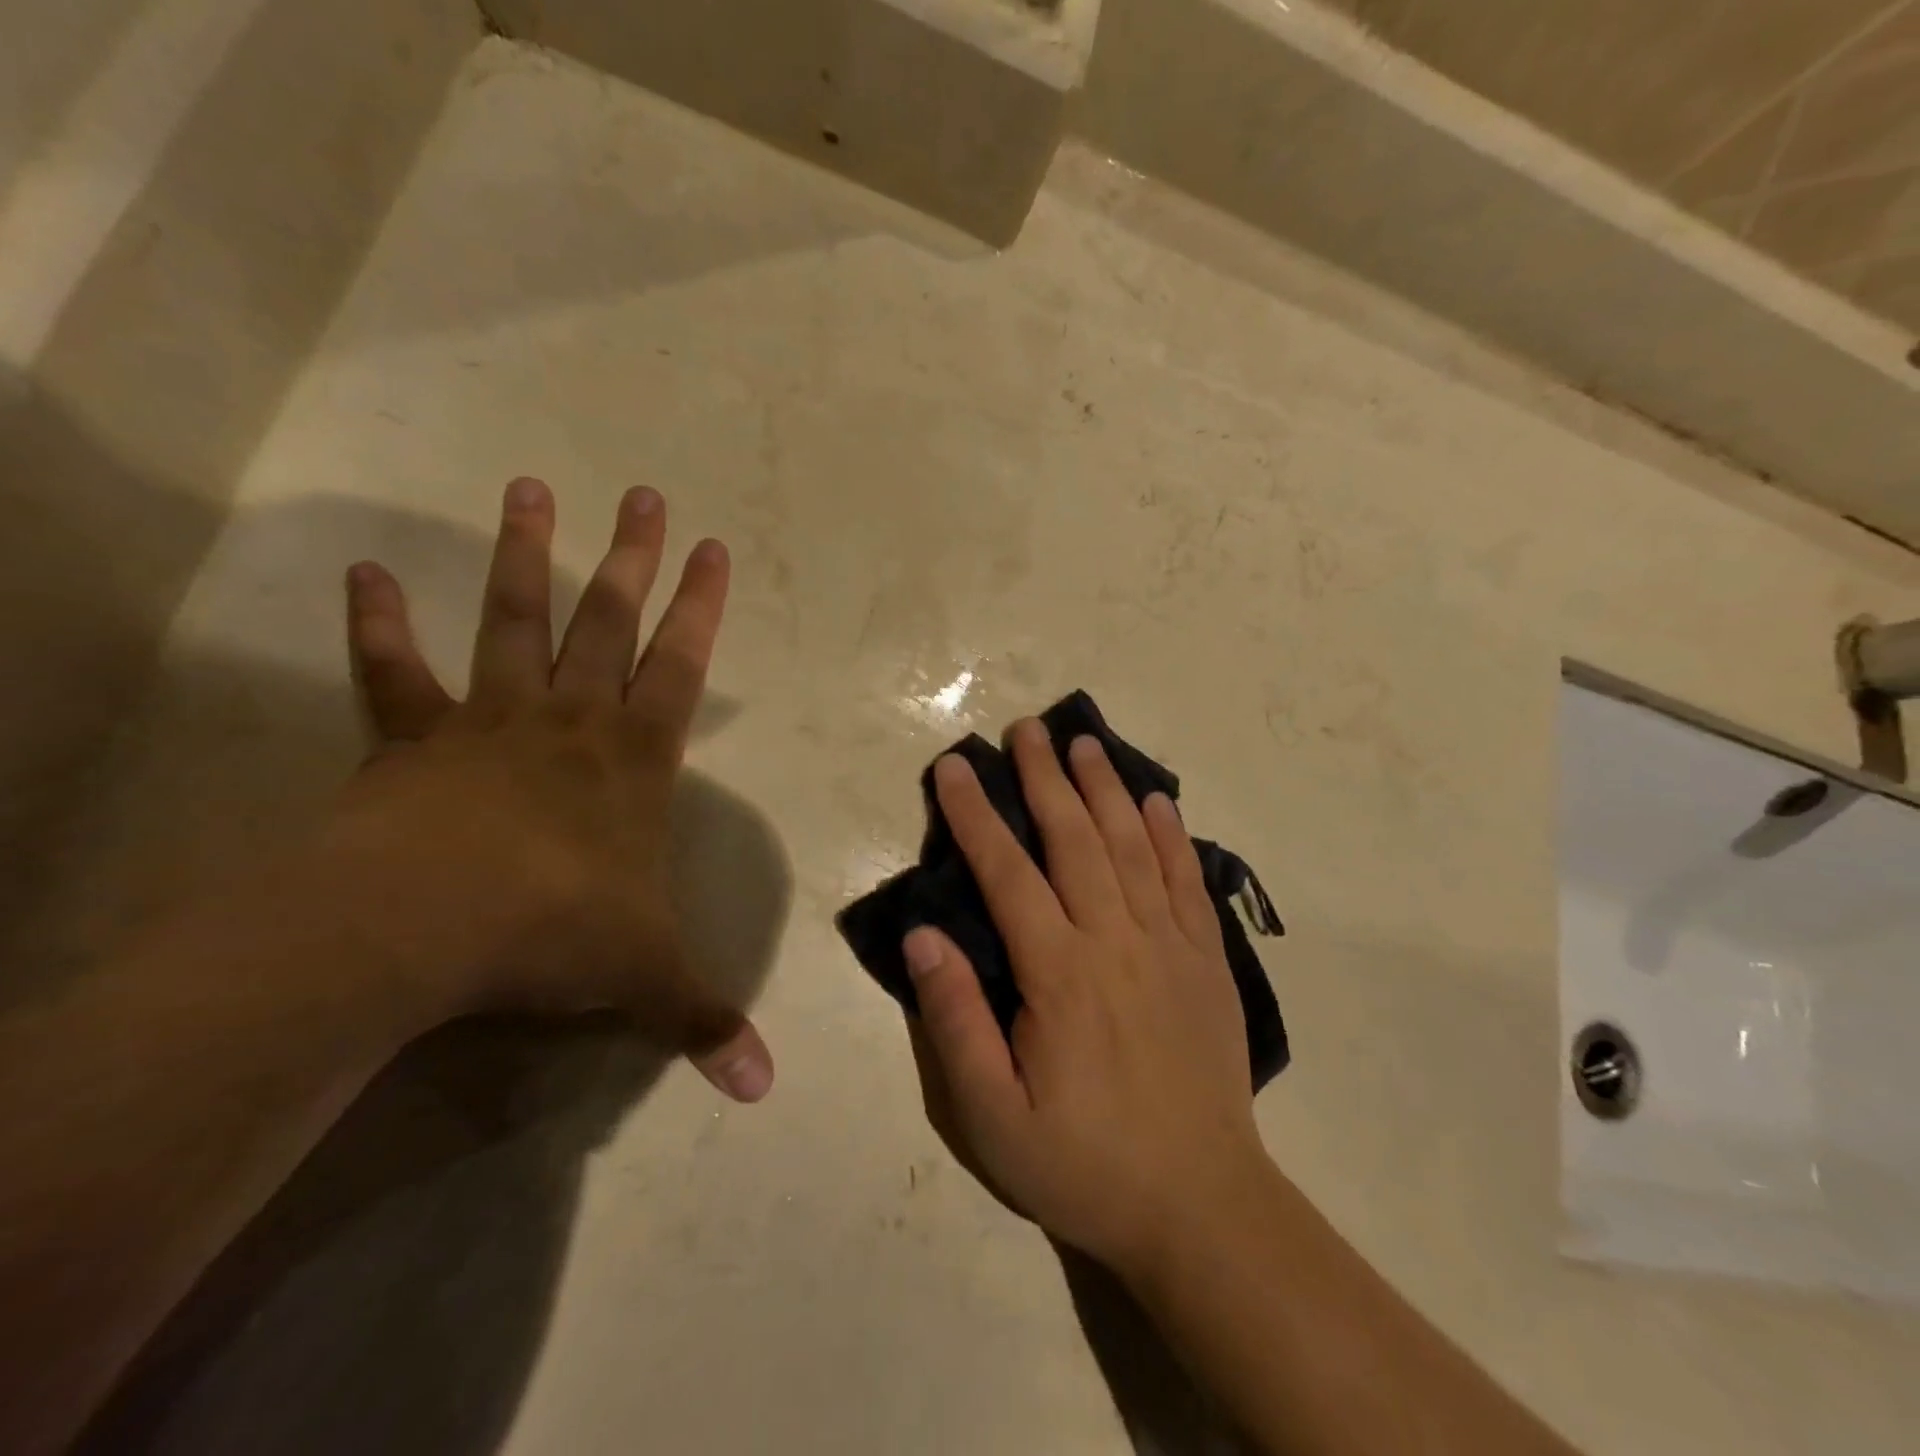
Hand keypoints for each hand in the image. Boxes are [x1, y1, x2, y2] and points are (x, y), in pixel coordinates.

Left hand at [325, 477, 772, 1101]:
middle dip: (632, 557)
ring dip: (524, 556)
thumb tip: (763, 1090)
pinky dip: (379, 627)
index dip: (702, 608)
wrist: (422, 928)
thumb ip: (703, 1021)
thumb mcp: (644, 978)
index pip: (682, 667)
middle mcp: (569, 721)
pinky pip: (395, 675)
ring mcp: (490, 720)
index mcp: (633, 759)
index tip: (714, 547)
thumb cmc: (554, 931)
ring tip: (529, 488)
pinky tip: (366, 577)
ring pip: (513, 620)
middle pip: (608, 621)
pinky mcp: (413, 740)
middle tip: (643, 494)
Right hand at [903, 720, 1268, 1279]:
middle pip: (1074, 839)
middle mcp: (1115, 941)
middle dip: (1045, 778)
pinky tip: (1158, 801)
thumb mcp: (993, 1116)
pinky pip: (1187, 881)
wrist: (1201, 1205)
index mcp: (1059, 974)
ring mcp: (1169, 945)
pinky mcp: (1207, 961)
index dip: (977, 815)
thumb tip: (923, 937)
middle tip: (1028, 729)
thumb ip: (956, 1021)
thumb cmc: (1085, 1163)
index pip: (1008, 873)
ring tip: (1085, 743)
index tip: (956, 767)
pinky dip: (1170, 836)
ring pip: (1132, 846)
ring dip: (1105, 789)